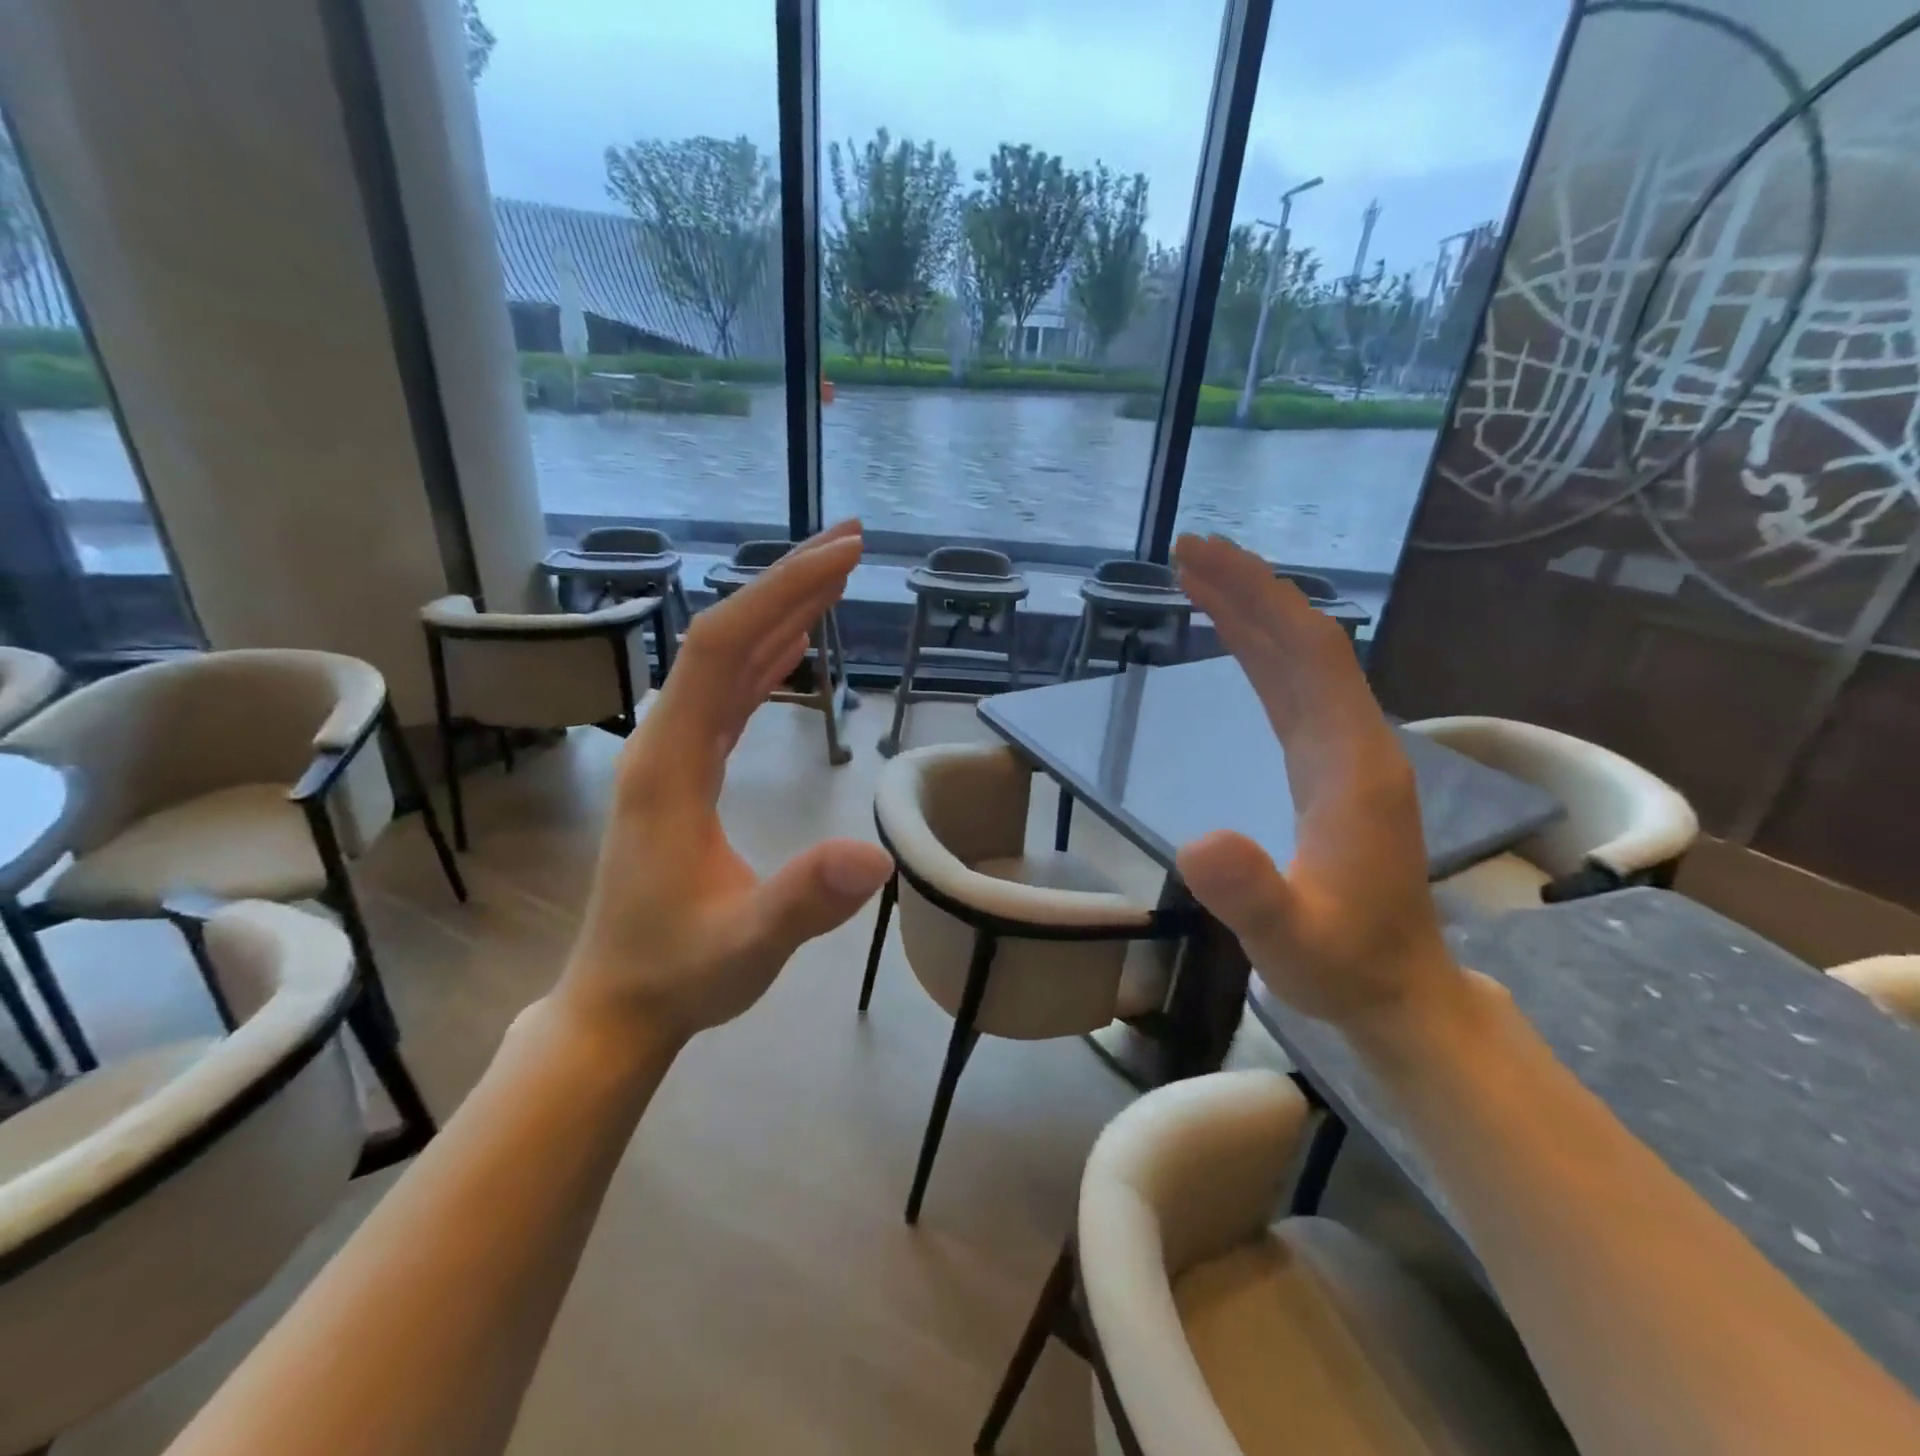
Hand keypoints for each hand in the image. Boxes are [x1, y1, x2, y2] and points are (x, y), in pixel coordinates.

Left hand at [560, 522, 893, 1043]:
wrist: (619, 1005)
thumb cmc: (678, 973)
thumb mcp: (747, 945)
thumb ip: (803, 901)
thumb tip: (878, 857)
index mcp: (669, 764)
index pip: (722, 650)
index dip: (781, 594)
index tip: (841, 556)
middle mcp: (665, 742)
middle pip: (723, 638)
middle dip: (785, 584)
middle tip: (850, 543)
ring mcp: (674, 755)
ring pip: (725, 662)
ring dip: (779, 613)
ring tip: (834, 577)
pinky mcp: (687, 772)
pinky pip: (728, 696)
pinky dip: (766, 659)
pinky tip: (795, 645)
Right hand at [1172, 534, 1463, 1036]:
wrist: (1396, 991)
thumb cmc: (1342, 964)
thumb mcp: (1288, 940)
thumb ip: (1250, 894)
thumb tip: (1196, 841)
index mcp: (1352, 763)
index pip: (1307, 655)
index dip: (1256, 598)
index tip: (1202, 557)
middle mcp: (1355, 742)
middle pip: (1304, 643)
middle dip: (1248, 590)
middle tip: (1187, 549)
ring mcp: (1345, 754)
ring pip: (1299, 663)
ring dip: (1252, 615)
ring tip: (1199, 580)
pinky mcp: (1329, 769)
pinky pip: (1293, 692)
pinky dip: (1258, 655)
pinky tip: (1234, 644)